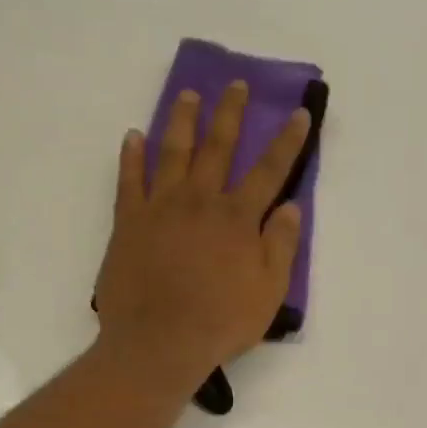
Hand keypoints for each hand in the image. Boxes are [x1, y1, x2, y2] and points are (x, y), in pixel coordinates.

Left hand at [95, 81, 308, 389]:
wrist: (160, 342)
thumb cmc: (221, 321)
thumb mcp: (269, 291)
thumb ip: (281, 246)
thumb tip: (291, 208)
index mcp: (238, 218)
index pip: (269, 171)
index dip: (287, 141)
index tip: (298, 113)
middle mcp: (200, 201)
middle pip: (218, 148)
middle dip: (230, 114)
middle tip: (236, 85)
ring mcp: (160, 208)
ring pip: (172, 152)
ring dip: (182, 121)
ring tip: (188, 96)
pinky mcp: (128, 222)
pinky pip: (129, 180)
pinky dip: (131, 156)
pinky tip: (134, 137)